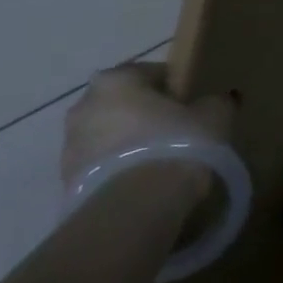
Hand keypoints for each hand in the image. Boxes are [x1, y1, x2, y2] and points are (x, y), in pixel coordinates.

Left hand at [61, 62, 234, 197]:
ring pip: (110, 136)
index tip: (193, 107)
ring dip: (130, 144)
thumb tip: (215, 102)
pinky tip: (146, 184)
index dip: (176, 89)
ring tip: (162, 163)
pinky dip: (120, 170)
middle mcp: (84, 106)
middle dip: (147, 115)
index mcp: (116, 80)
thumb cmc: (174, 144)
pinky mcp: (66, 182)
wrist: (134, 209)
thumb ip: (215, 102)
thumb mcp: (214, 116)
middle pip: (125, 104)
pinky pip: (102, 167)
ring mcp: (69, 146)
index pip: (151, 73)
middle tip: (178, 133)